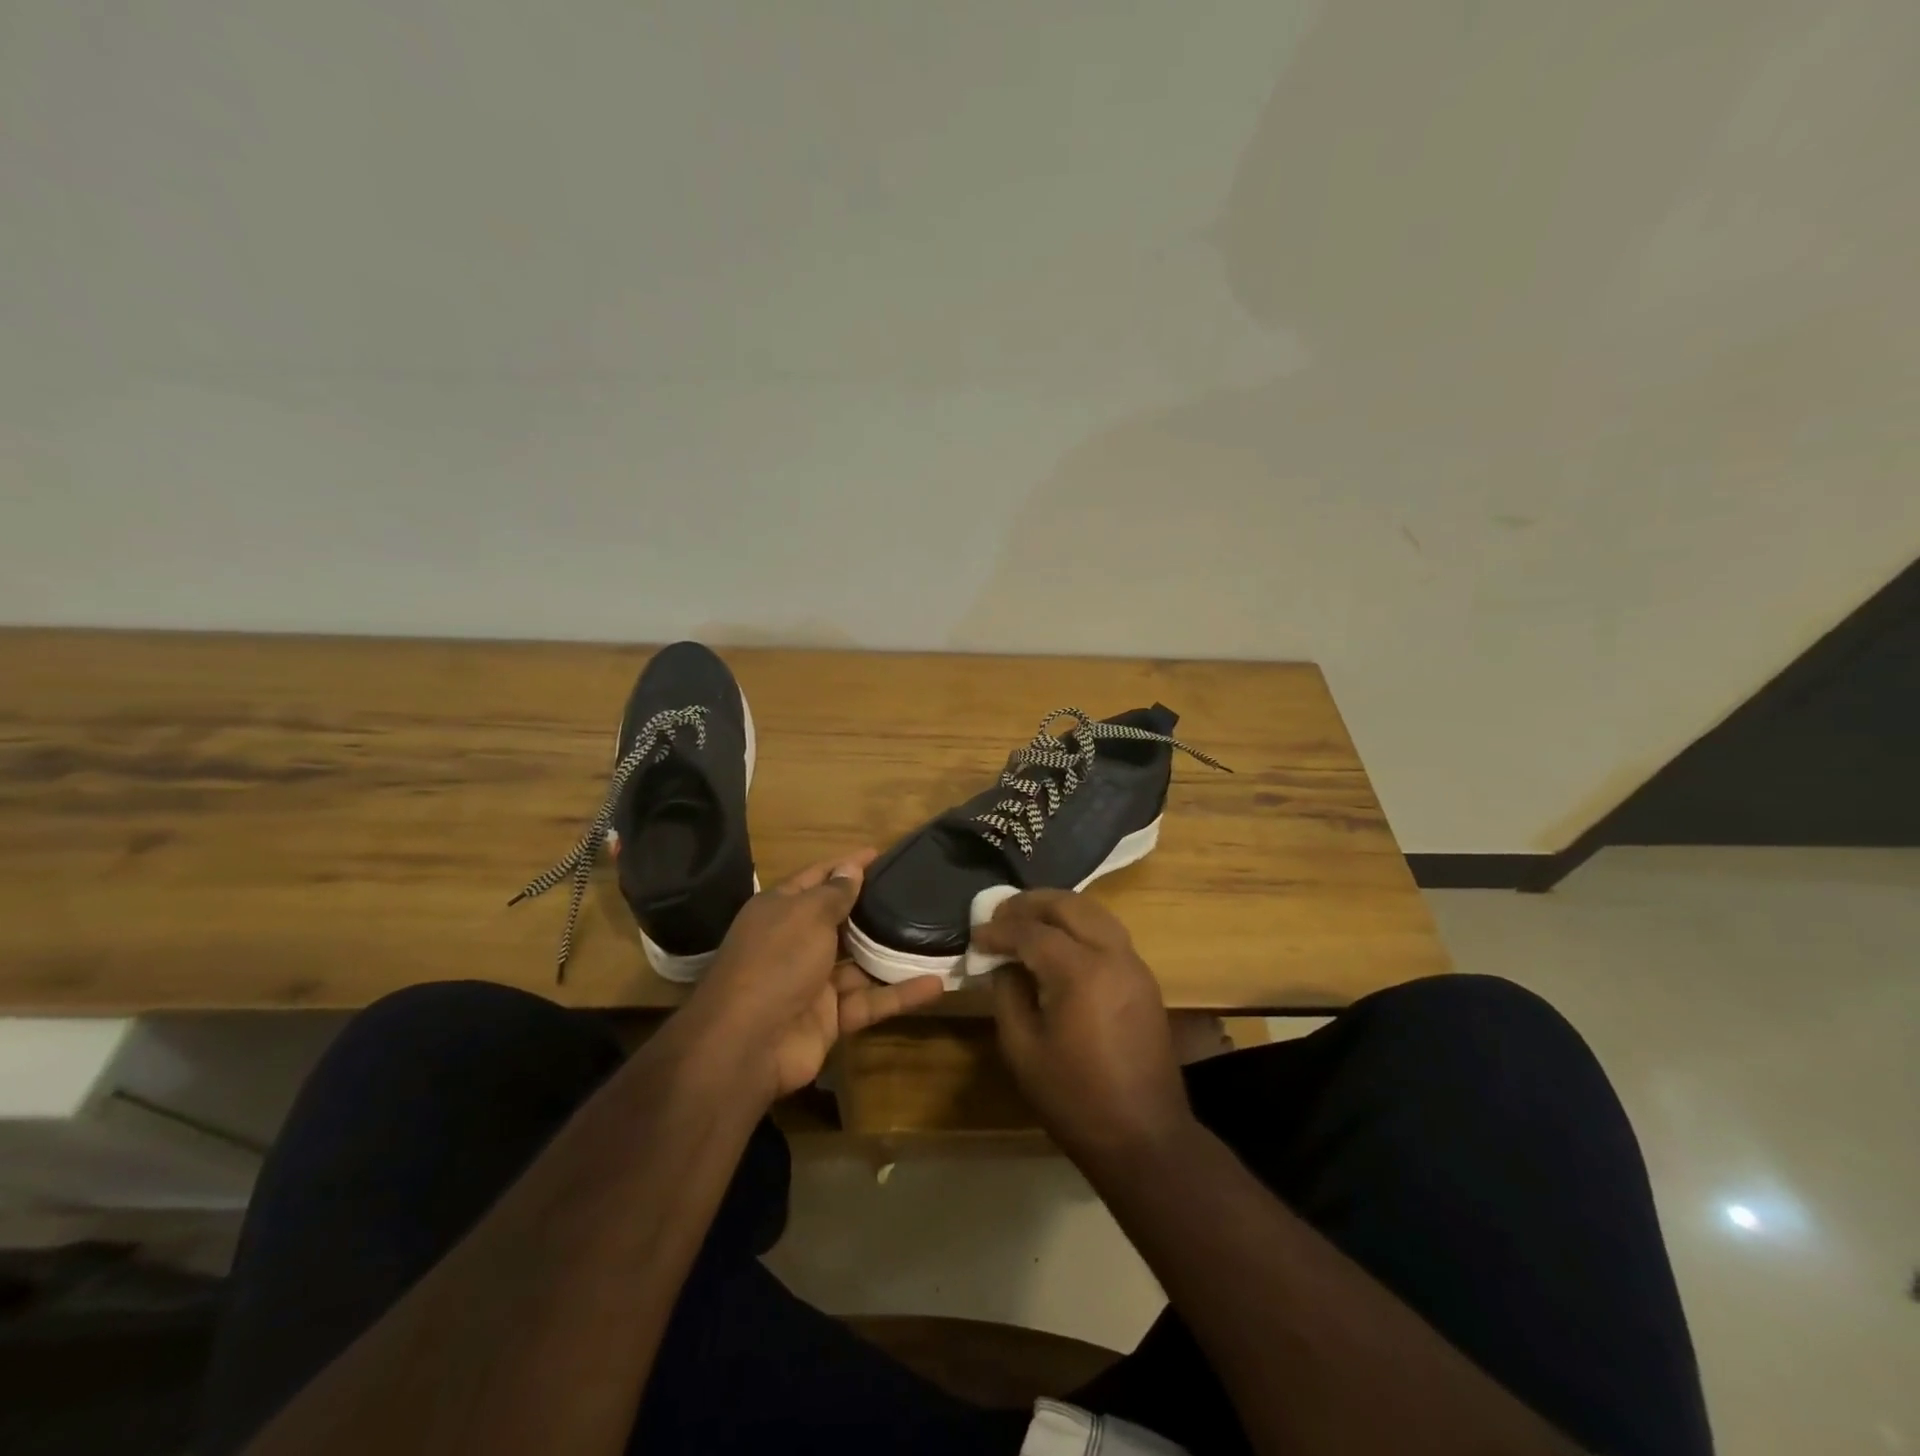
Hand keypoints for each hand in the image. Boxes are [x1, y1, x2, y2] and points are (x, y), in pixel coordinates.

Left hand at [680, 850, 944, 1101]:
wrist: (747, 1044)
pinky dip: (900, 994)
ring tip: (933, 936)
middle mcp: (795, 943)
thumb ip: (834, 893)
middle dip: (872, 908)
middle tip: (914, 892)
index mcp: (780, 911)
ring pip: (859, 962)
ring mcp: (813, 982)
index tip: (880, 854)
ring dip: (891, 953)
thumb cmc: (776, 962)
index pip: (817, 878)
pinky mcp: (830, 1018)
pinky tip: (936, 983)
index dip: (846, 865)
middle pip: (839, 920)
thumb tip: (851, 867)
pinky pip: (870, 1000)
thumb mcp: (806, 915)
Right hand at [975, 889, 1195, 1165]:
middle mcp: (1112, 955)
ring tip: (1026, 921)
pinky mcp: (1144, 979)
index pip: (1032, 932)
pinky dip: (1079, 926)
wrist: (1144, 1137)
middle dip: (1031, 903)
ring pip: (1094, 912)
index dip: (1000, 930)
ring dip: (1058, 909)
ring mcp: (1134, 965)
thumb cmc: (1074, 1098)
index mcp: (1080, 972)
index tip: (976, 935)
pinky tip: (1058, 944)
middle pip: (1069, 905)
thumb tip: (1004, 964)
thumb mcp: (1023, 1050)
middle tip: (1000, 913)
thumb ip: (1007, 995)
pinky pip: (1108, 933)